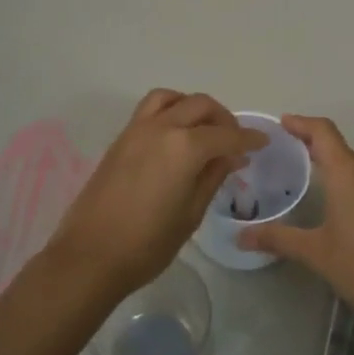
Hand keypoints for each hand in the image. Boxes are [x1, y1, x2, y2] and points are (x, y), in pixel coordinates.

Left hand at [43, 90, 265, 305]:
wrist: (90, 256)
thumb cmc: (148, 244)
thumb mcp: (191, 214)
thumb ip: (213, 177)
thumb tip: (232, 157)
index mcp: (184, 147)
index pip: (226, 134)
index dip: (248, 138)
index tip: (262, 142)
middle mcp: (161, 128)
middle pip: (200, 105)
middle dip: (223, 118)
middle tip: (234, 140)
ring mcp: (136, 130)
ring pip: (171, 98)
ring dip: (192, 106)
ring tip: (203, 130)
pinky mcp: (120, 139)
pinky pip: (150, 110)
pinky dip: (170, 111)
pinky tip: (176, 138)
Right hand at [236, 115, 353, 327]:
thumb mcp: (317, 253)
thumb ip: (279, 239)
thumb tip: (240, 237)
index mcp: (348, 171)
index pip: (322, 131)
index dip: (301, 123)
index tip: (281, 124)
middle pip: (339, 146)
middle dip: (313, 146)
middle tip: (286, 156)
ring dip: (334, 164)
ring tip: (309, 178)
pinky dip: (352, 179)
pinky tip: (341, 203)